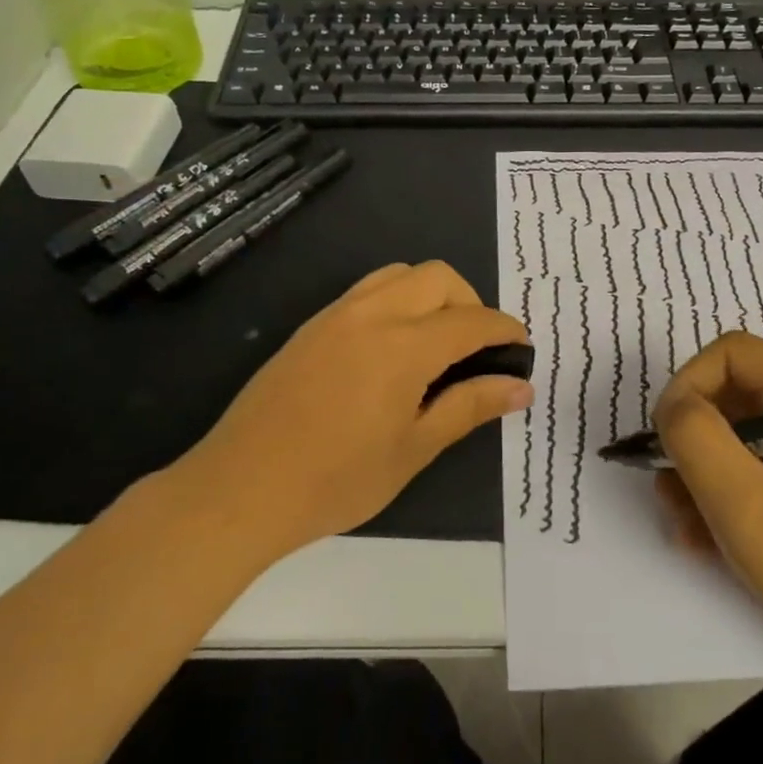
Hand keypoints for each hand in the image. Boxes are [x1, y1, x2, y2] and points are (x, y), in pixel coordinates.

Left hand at [157, 261, 530, 563]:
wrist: (240, 489)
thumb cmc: (337, 480)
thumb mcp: (415, 448)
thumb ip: (470, 406)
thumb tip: (521, 387)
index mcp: (403, 345)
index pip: (471, 320)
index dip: (505, 330)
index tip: (522, 350)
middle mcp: (372, 314)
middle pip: (438, 277)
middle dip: (471, 303)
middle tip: (478, 350)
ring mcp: (335, 316)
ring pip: (399, 275)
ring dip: (432, 295)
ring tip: (438, 343)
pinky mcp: (311, 327)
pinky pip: (367, 291)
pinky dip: (398, 301)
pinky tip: (393, 350)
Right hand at [653, 332, 762, 665]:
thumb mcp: (743, 501)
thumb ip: (695, 437)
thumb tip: (674, 408)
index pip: (731, 353)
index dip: (687, 386)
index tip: (665, 440)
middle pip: (733, 394)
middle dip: (691, 439)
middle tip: (669, 490)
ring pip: (739, 435)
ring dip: (701, 474)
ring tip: (683, 524)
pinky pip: (758, 469)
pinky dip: (726, 495)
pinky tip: (705, 539)